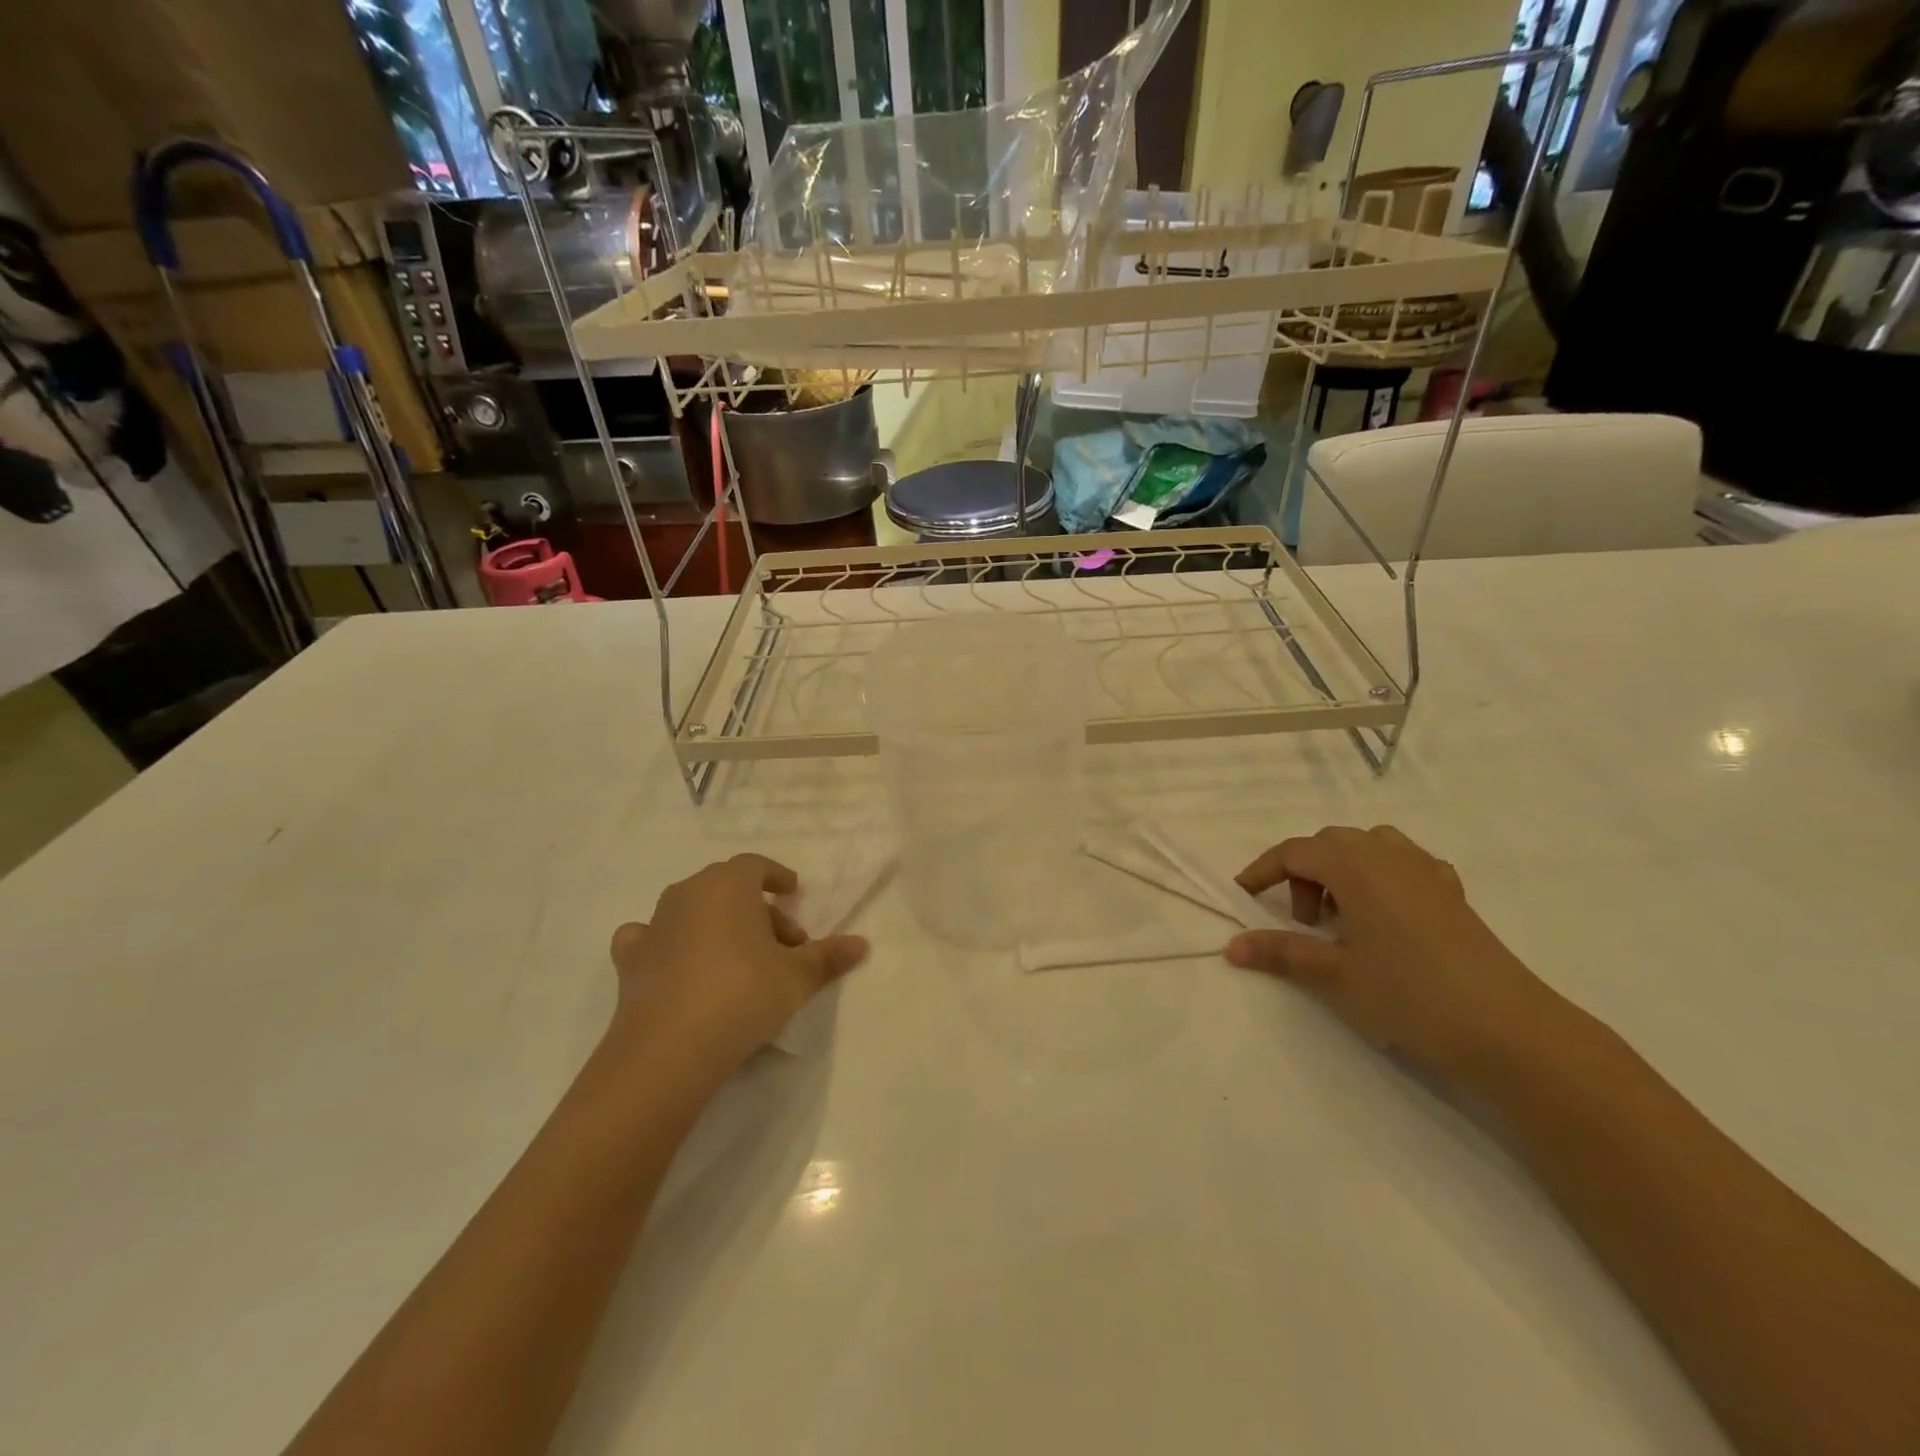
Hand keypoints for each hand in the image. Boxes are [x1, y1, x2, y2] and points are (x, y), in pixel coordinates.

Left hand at [607, 855, 868, 1080]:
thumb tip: (862, 944)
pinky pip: (651, 938)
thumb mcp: (797, 978)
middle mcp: (688, 894)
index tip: (793, 893)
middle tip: (781, 945)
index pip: (755, 865)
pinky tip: (678, 966)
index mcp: (728, 886)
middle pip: (727, 888)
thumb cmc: (743, 996)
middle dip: (756, 910)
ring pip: (692, 910)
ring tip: (738, 960)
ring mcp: (654, 924)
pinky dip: (667, 944)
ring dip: (716, 925)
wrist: (669, 1048)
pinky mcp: (630, 959)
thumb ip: (828, 957)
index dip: (776, 876)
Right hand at [1227, 826, 1573, 1087]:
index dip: (1262, 870)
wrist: (1508, 1029)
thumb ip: (1281, 952)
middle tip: (1303, 921)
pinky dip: (1383, 876)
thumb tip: (1231, 946)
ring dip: (1342, 870)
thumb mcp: (1335, 975)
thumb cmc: (1410, 995)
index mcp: (1355, 866)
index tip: (1243, 897)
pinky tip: (1388, 913)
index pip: (1294, 851)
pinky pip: (1406, 863)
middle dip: (1303, 873)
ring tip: (1343, 916)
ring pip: (1369, 846)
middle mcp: (1388, 855)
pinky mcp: (1453, 893)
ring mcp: (1426, 871)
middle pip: (1330, 843)